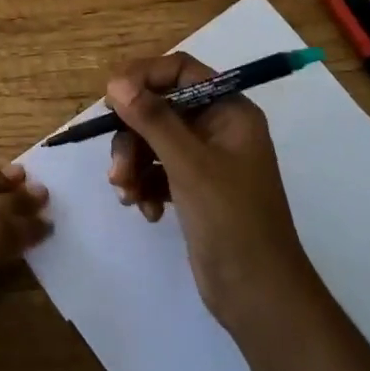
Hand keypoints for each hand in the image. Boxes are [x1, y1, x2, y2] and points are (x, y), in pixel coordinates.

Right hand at [107, 54, 317, 330]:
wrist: (259, 298)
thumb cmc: (232, 221)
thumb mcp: (189, 165)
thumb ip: (153, 119)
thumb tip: (115, 81)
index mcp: (229, 111)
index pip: (181, 71)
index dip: (144, 77)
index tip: (110, 96)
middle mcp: (218, 128)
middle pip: (160, 109)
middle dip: (133, 136)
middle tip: (118, 169)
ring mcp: (206, 160)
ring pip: (153, 141)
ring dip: (134, 164)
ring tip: (127, 194)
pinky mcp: (194, 189)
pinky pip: (157, 170)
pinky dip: (145, 185)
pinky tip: (146, 211)